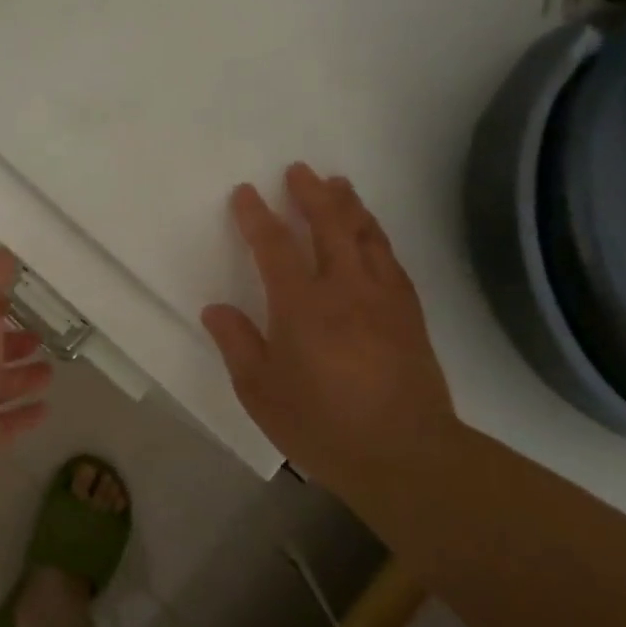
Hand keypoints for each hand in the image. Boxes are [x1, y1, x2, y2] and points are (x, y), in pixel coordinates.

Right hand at [201, 163, 456, 488]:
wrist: (406, 456)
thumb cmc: (323, 426)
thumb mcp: (262, 393)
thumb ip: (238, 345)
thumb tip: (216, 308)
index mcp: (302, 306)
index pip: (274, 246)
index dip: (256, 216)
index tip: (246, 192)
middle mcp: (344, 289)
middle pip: (328, 225)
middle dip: (310, 193)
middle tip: (299, 170)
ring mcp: (383, 298)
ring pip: (366, 235)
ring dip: (349, 205)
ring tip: (338, 184)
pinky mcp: (409, 313)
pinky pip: (391, 259)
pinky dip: (377, 236)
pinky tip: (372, 233)